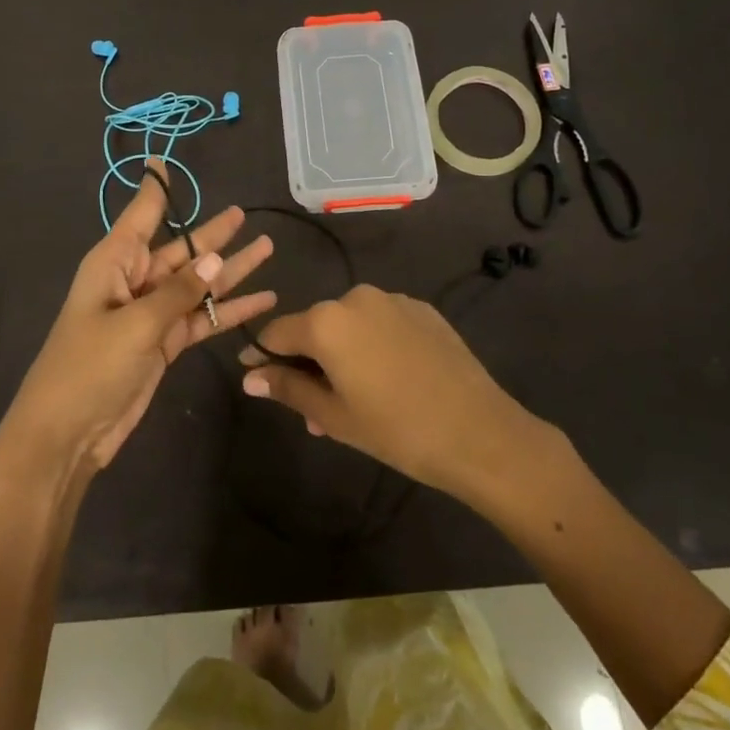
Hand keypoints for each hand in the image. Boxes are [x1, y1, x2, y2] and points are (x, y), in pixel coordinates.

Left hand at [5, 162, 275, 473]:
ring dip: (231, 270)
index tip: (163, 160)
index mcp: (115, 262)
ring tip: (267, 249)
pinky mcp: (164, 343)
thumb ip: (178, 293)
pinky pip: (202, 317)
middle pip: (181, 250)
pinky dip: (229, 311)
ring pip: (197, 284)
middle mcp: (134, 280)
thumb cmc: (89, 368)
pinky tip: (262, 301)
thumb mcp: (135, 325)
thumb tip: (215, 259)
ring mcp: (151, 313)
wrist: (67, 434)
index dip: (156, 188)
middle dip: (213, 234)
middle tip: (245, 214)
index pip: (141, 215)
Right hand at [239, 284, 536, 498]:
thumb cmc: (396, 429)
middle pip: (316, 327)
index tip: (256, 376)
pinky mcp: (422, 309)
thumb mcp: (334, 416)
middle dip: (308, 364)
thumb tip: (251, 377)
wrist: (478, 431)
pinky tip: (389, 379)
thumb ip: (288, 389)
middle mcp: (356, 298)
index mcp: (327, 321)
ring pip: (350, 326)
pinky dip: (373, 345)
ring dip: (342, 355)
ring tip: (354, 401)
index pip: (278, 332)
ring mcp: (393, 300)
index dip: (263, 355)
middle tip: (314, 411)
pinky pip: (382, 323)